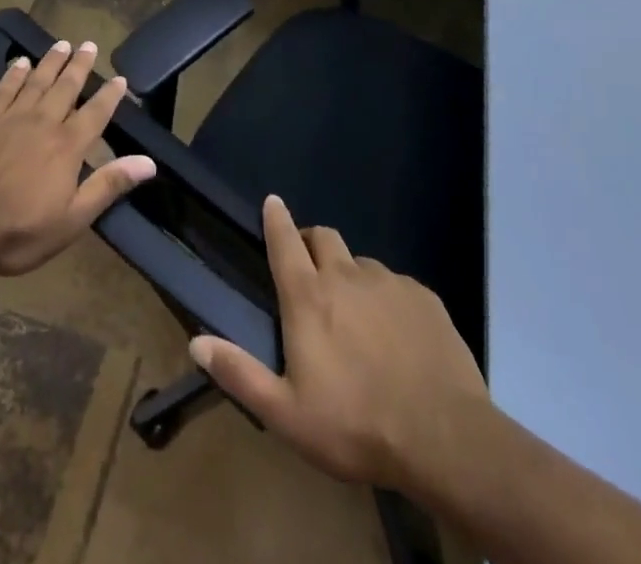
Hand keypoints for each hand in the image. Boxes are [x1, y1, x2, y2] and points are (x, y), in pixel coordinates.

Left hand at [0, 39, 156, 276]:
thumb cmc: (21, 230)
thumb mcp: (73, 219)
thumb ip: (108, 185)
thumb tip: (148, 162)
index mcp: (67, 146)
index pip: (95, 113)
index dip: (110, 95)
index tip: (120, 78)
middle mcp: (42, 123)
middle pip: (66, 87)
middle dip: (80, 66)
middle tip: (89, 44)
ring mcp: (11, 119)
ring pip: (36, 82)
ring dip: (51, 62)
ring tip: (62, 44)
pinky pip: (3, 90)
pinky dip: (14, 75)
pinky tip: (20, 63)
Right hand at [189, 195, 490, 493]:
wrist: (444, 438)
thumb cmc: (356, 425)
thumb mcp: (287, 414)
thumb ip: (240, 373)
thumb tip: (196, 343)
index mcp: (308, 297)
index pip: (285, 241)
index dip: (276, 218)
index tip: (272, 202)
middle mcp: (345, 275)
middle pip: (323, 237)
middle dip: (312, 243)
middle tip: (311, 272)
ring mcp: (388, 282)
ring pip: (362, 263)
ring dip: (352, 277)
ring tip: (358, 316)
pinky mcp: (424, 297)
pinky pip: (397, 285)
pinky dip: (388, 299)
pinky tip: (397, 336)